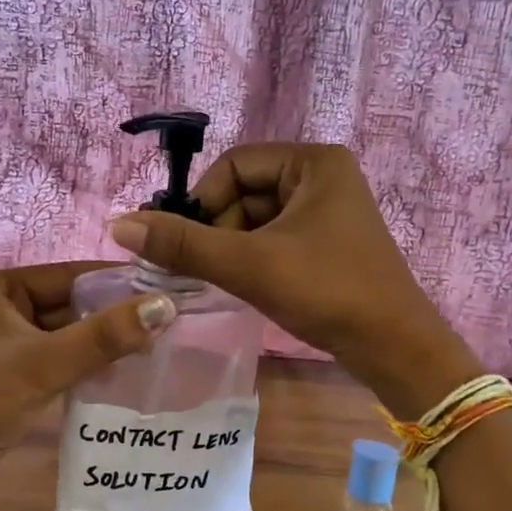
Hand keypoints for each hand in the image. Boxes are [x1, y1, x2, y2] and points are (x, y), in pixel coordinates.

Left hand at [0, 262, 174, 476]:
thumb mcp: (46, 364)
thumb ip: (105, 335)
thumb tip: (164, 305)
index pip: (70, 274)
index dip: (117, 281)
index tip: (165, 288)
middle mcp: (0, 306)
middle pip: (69, 303)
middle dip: (112, 315)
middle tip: (166, 322)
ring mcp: (5, 341)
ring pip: (66, 332)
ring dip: (102, 340)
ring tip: (153, 346)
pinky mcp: (11, 371)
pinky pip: (58, 355)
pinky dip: (85, 361)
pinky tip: (120, 371)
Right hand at [106, 144, 479, 414]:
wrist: (394, 348)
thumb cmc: (326, 292)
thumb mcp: (249, 264)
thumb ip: (183, 244)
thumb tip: (118, 225)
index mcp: (312, 163)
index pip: (233, 166)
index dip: (202, 202)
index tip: (186, 244)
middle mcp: (322, 177)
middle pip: (243, 192)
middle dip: (218, 230)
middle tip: (205, 270)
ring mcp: (328, 211)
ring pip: (256, 219)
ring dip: (232, 248)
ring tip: (226, 282)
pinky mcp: (327, 242)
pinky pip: (274, 238)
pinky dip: (253, 259)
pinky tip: (247, 286)